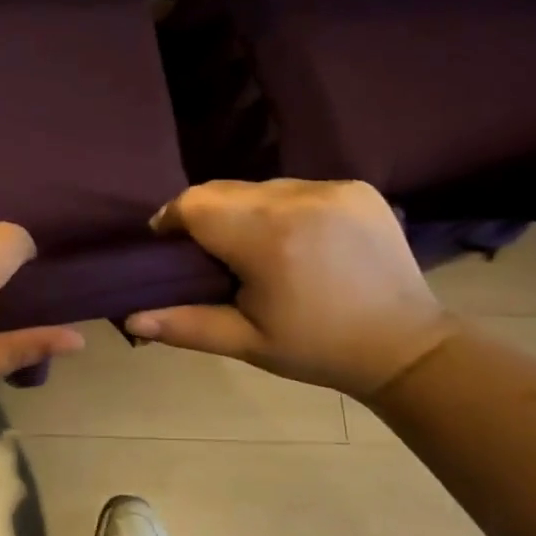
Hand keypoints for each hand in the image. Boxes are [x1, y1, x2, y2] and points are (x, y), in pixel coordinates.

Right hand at [125, 179, 456, 397]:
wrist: (406, 346)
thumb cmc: (317, 349)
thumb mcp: (247, 342)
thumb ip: (185, 324)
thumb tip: (129, 317)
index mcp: (267, 239)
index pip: (194, 204)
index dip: (173, 219)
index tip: (170, 245)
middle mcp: (298, 200)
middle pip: (224, 190)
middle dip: (207, 216)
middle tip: (213, 253)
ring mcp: (332, 189)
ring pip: (259, 186)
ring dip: (246, 210)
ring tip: (258, 248)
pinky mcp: (357, 187)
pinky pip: (297, 187)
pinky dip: (284, 207)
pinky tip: (297, 239)